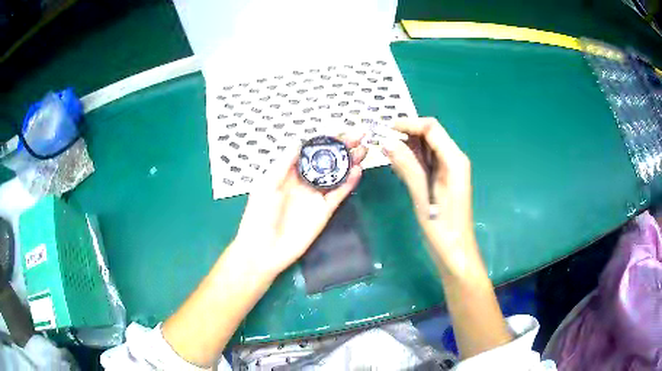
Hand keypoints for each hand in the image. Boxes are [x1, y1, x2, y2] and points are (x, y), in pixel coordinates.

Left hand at [232, 134, 367, 277]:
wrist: (263, 249)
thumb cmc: (259, 215)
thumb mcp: (266, 184)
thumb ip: (284, 163)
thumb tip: (299, 141)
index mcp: (289, 172)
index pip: (311, 151)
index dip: (325, 140)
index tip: (340, 129)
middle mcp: (305, 181)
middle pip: (328, 161)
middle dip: (343, 147)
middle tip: (360, 135)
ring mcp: (316, 196)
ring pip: (337, 175)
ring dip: (350, 162)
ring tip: (364, 149)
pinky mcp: (324, 211)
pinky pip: (339, 194)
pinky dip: (349, 183)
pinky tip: (358, 171)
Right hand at [382, 118, 477, 275]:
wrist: (455, 252)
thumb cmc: (442, 228)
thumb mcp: (423, 196)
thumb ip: (407, 167)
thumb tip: (388, 142)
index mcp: (454, 160)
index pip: (431, 128)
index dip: (409, 124)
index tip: (386, 130)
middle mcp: (453, 159)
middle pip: (429, 135)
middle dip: (406, 135)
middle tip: (382, 144)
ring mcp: (448, 169)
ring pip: (426, 148)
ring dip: (407, 148)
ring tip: (387, 155)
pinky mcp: (442, 179)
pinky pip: (426, 161)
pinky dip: (411, 161)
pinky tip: (398, 167)